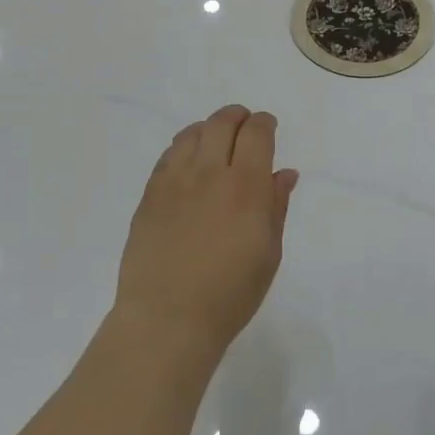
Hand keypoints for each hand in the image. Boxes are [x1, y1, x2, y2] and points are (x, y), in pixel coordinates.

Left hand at [114, 105, 298, 364]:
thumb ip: (276, 206)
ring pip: (193, 133)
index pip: (256, 134)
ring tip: (216, 138)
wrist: (168, 318)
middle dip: (237, 117)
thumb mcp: (268, 254)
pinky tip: (189, 158)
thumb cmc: (230, 294)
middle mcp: (210, 173)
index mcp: (245, 187)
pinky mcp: (150, 193)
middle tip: (244, 124)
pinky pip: (168, 155)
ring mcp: (175, 181)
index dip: (264, 123)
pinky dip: (184, 146)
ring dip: (209, 128)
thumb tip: (284, 173)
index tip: (268, 126)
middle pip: (222, 123)